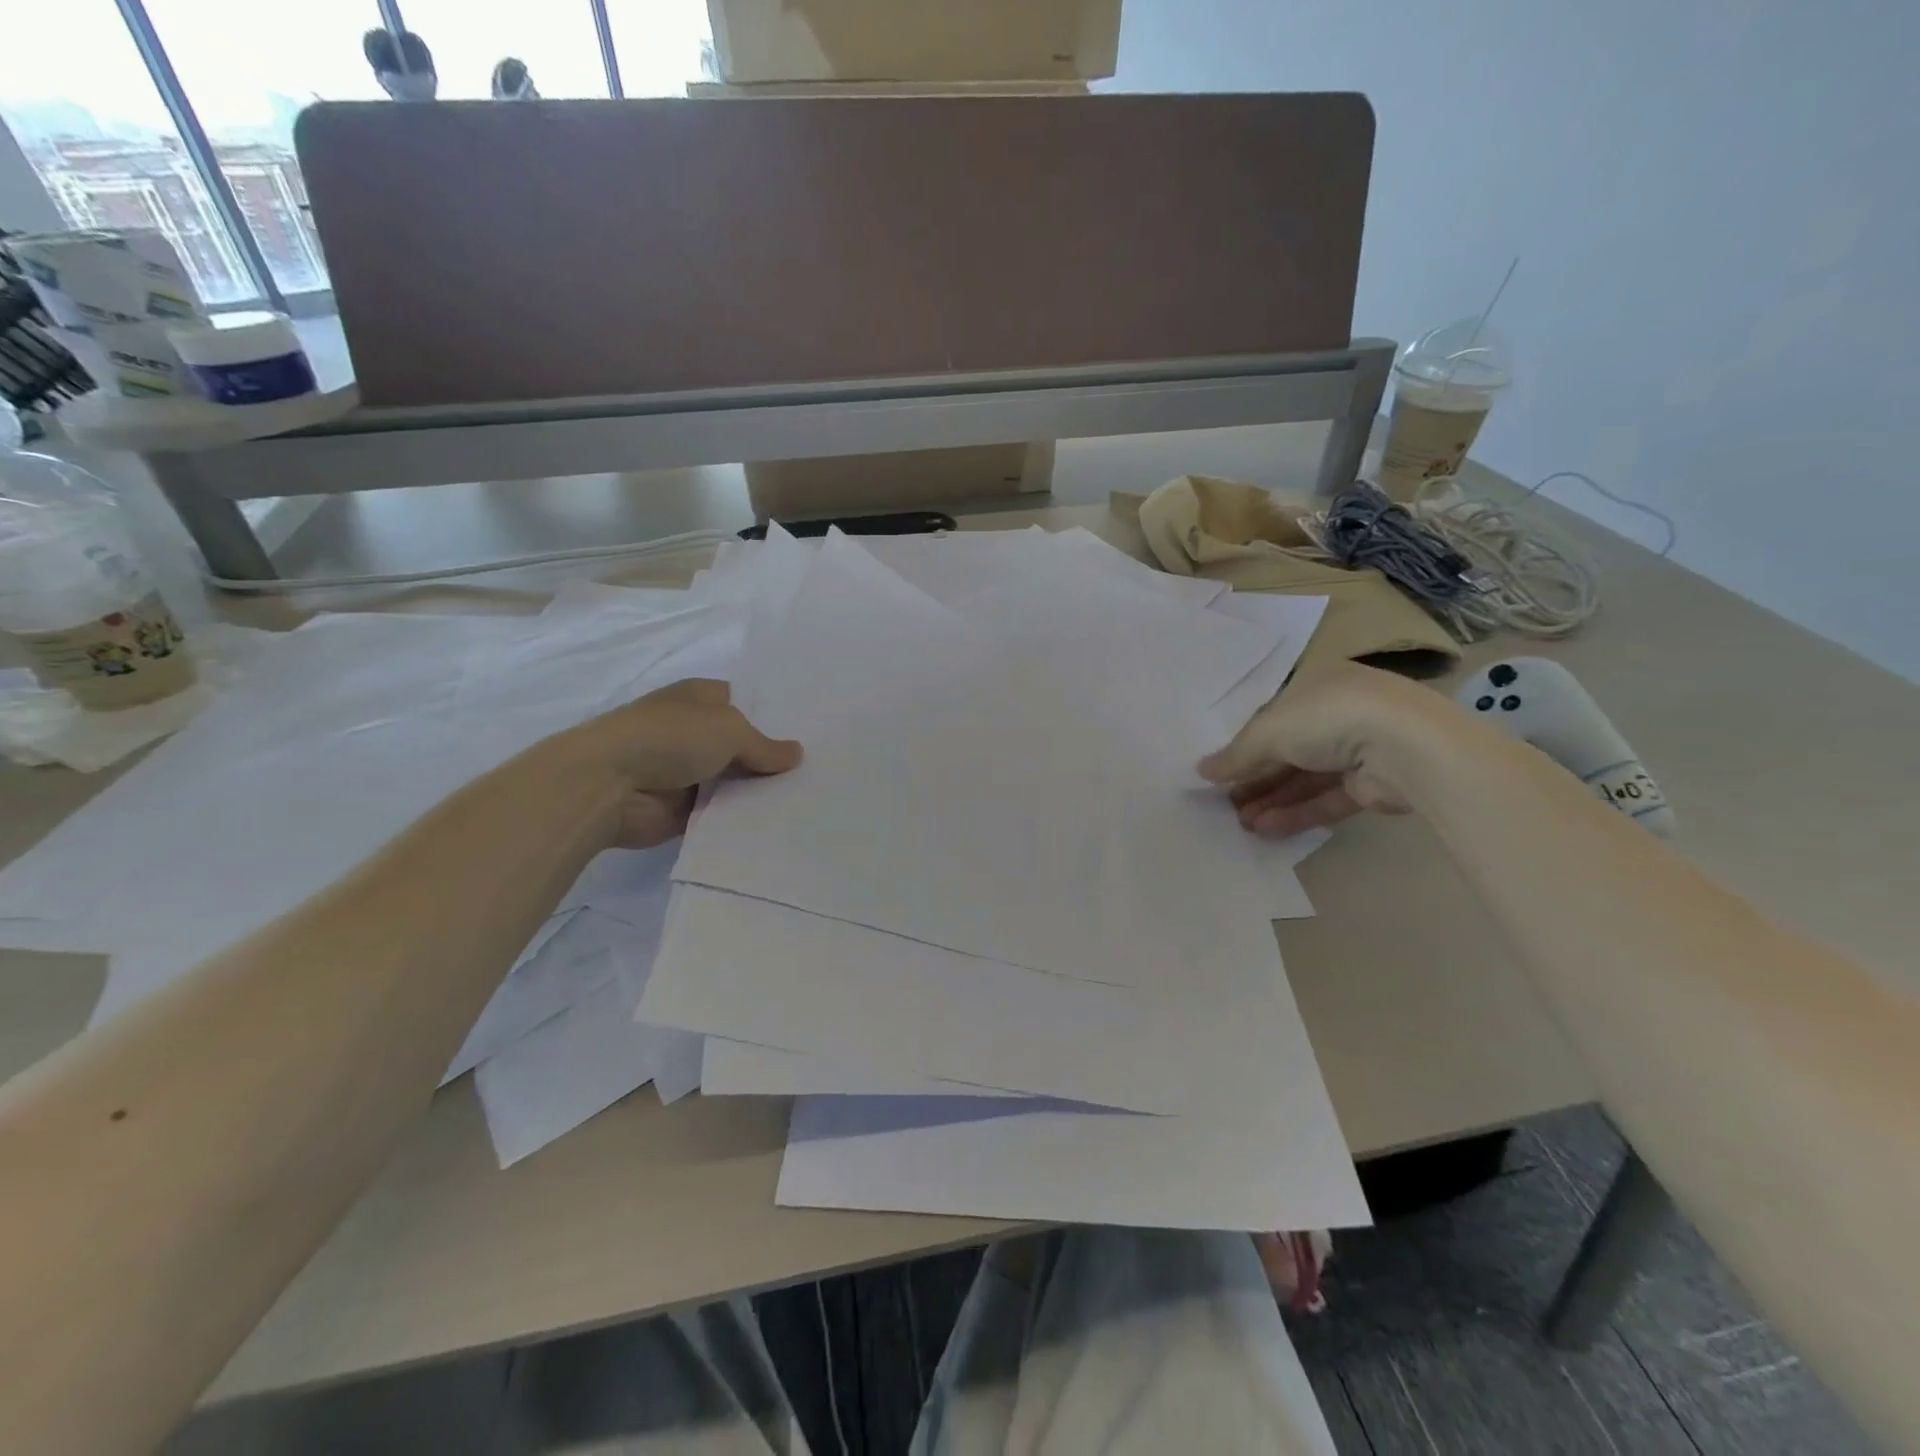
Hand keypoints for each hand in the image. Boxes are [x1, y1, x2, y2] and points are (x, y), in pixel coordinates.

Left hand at [544, 679, 801, 847]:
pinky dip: (743, 818)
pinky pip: (723, 812)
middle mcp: (696, 732)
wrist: (608, 785)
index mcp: (701, 699)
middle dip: (775, 758)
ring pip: (737, 781)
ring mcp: (690, 771)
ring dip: (761, 791)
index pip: (747, 703)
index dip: (777, 716)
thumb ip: (765, 746)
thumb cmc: (669, 738)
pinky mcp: (685, 809)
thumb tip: (797, 754)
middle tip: (823, 771)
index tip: (814, 733)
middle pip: (745, 745)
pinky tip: (781, 823)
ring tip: (812, 800)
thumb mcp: (729, 730)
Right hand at [1198, 661, 1447, 836]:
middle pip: (1287, 750)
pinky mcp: (1372, 785)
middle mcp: (1338, 713)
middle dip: (1255, 778)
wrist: (1406, 747)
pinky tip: (1266, 829)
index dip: (1244, 744)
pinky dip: (1297, 812)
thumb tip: (1202, 772)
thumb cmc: (1328, 718)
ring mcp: (1358, 750)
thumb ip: (1237, 754)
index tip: (1220, 771)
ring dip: (1271, 799)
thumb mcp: (1269, 730)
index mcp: (1316, 685)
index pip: (1272, 716)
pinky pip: (1326, 799)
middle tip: (1224, 803)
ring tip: (1240, 823)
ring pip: (1305, 777)